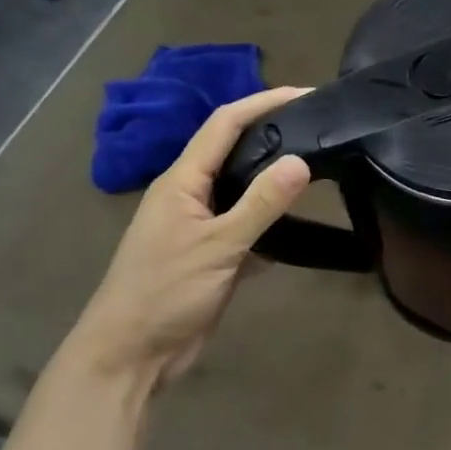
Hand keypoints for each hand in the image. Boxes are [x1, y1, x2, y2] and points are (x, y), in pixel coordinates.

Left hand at [66, 87, 311, 389]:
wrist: (131, 355)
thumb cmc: (165, 292)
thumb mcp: (217, 246)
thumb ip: (260, 204)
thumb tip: (300, 161)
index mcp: (182, 181)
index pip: (225, 125)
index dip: (263, 102)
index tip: (306, 93)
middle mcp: (190, 196)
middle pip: (234, 152)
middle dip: (273, 135)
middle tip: (319, 129)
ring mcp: (200, 228)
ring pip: (243, 193)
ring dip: (274, 183)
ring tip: (318, 171)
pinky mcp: (212, 258)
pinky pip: (247, 231)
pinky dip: (271, 229)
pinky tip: (300, 232)